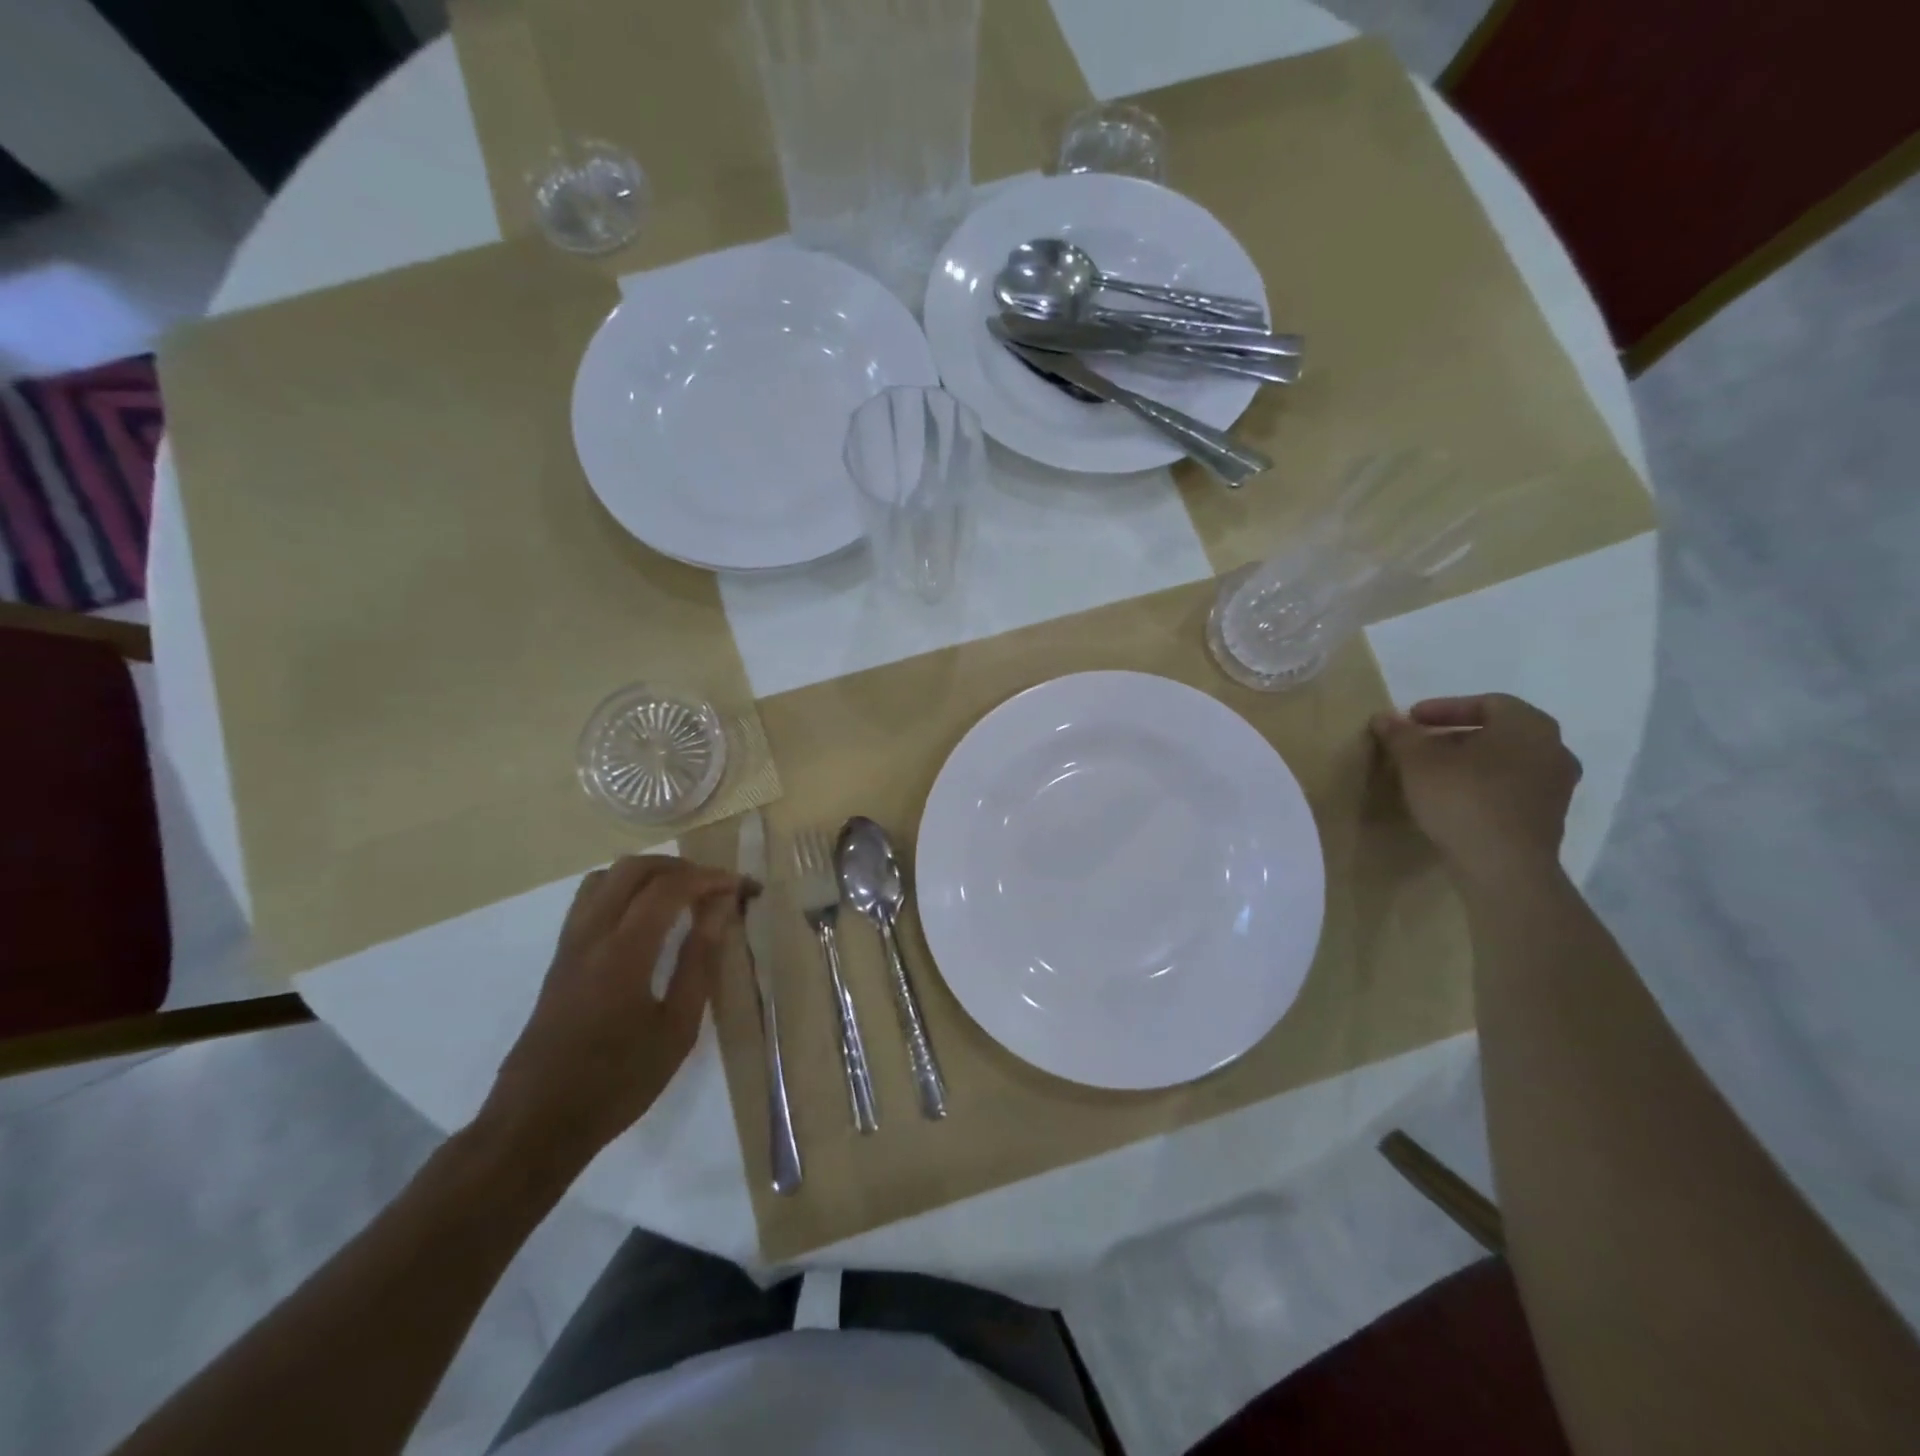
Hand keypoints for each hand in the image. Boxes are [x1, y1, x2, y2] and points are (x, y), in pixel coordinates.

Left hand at [480, 856, 750, 1176]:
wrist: (537, 1123)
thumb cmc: (618, 1082)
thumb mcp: (676, 1029)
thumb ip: (699, 961)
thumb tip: (720, 910)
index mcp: (623, 952)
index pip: (669, 887)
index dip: (710, 878)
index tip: (742, 887)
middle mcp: (591, 935)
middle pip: (634, 868)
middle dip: (681, 867)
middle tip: (714, 889)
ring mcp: (569, 944)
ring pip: (607, 877)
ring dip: (649, 874)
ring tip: (682, 897)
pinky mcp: (559, 957)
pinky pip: (591, 899)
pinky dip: (624, 890)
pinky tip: (646, 918)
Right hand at [1371, 694, 1580, 886]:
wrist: (1503, 867)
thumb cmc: (1462, 799)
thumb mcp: (1417, 761)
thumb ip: (1401, 735)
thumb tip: (1384, 717)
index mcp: (1528, 725)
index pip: (1487, 703)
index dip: (1444, 708)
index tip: (1412, 720)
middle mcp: (1553, 749)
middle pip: (1498, 732)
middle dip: (1455, 736)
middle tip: (1420, 745)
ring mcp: (1556, 786)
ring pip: (1505, 761)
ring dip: (1470, 762)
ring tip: (1433, 774)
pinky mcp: (1549, 817)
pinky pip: (1511, 788)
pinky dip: (1483, 785)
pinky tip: (1454, 799)